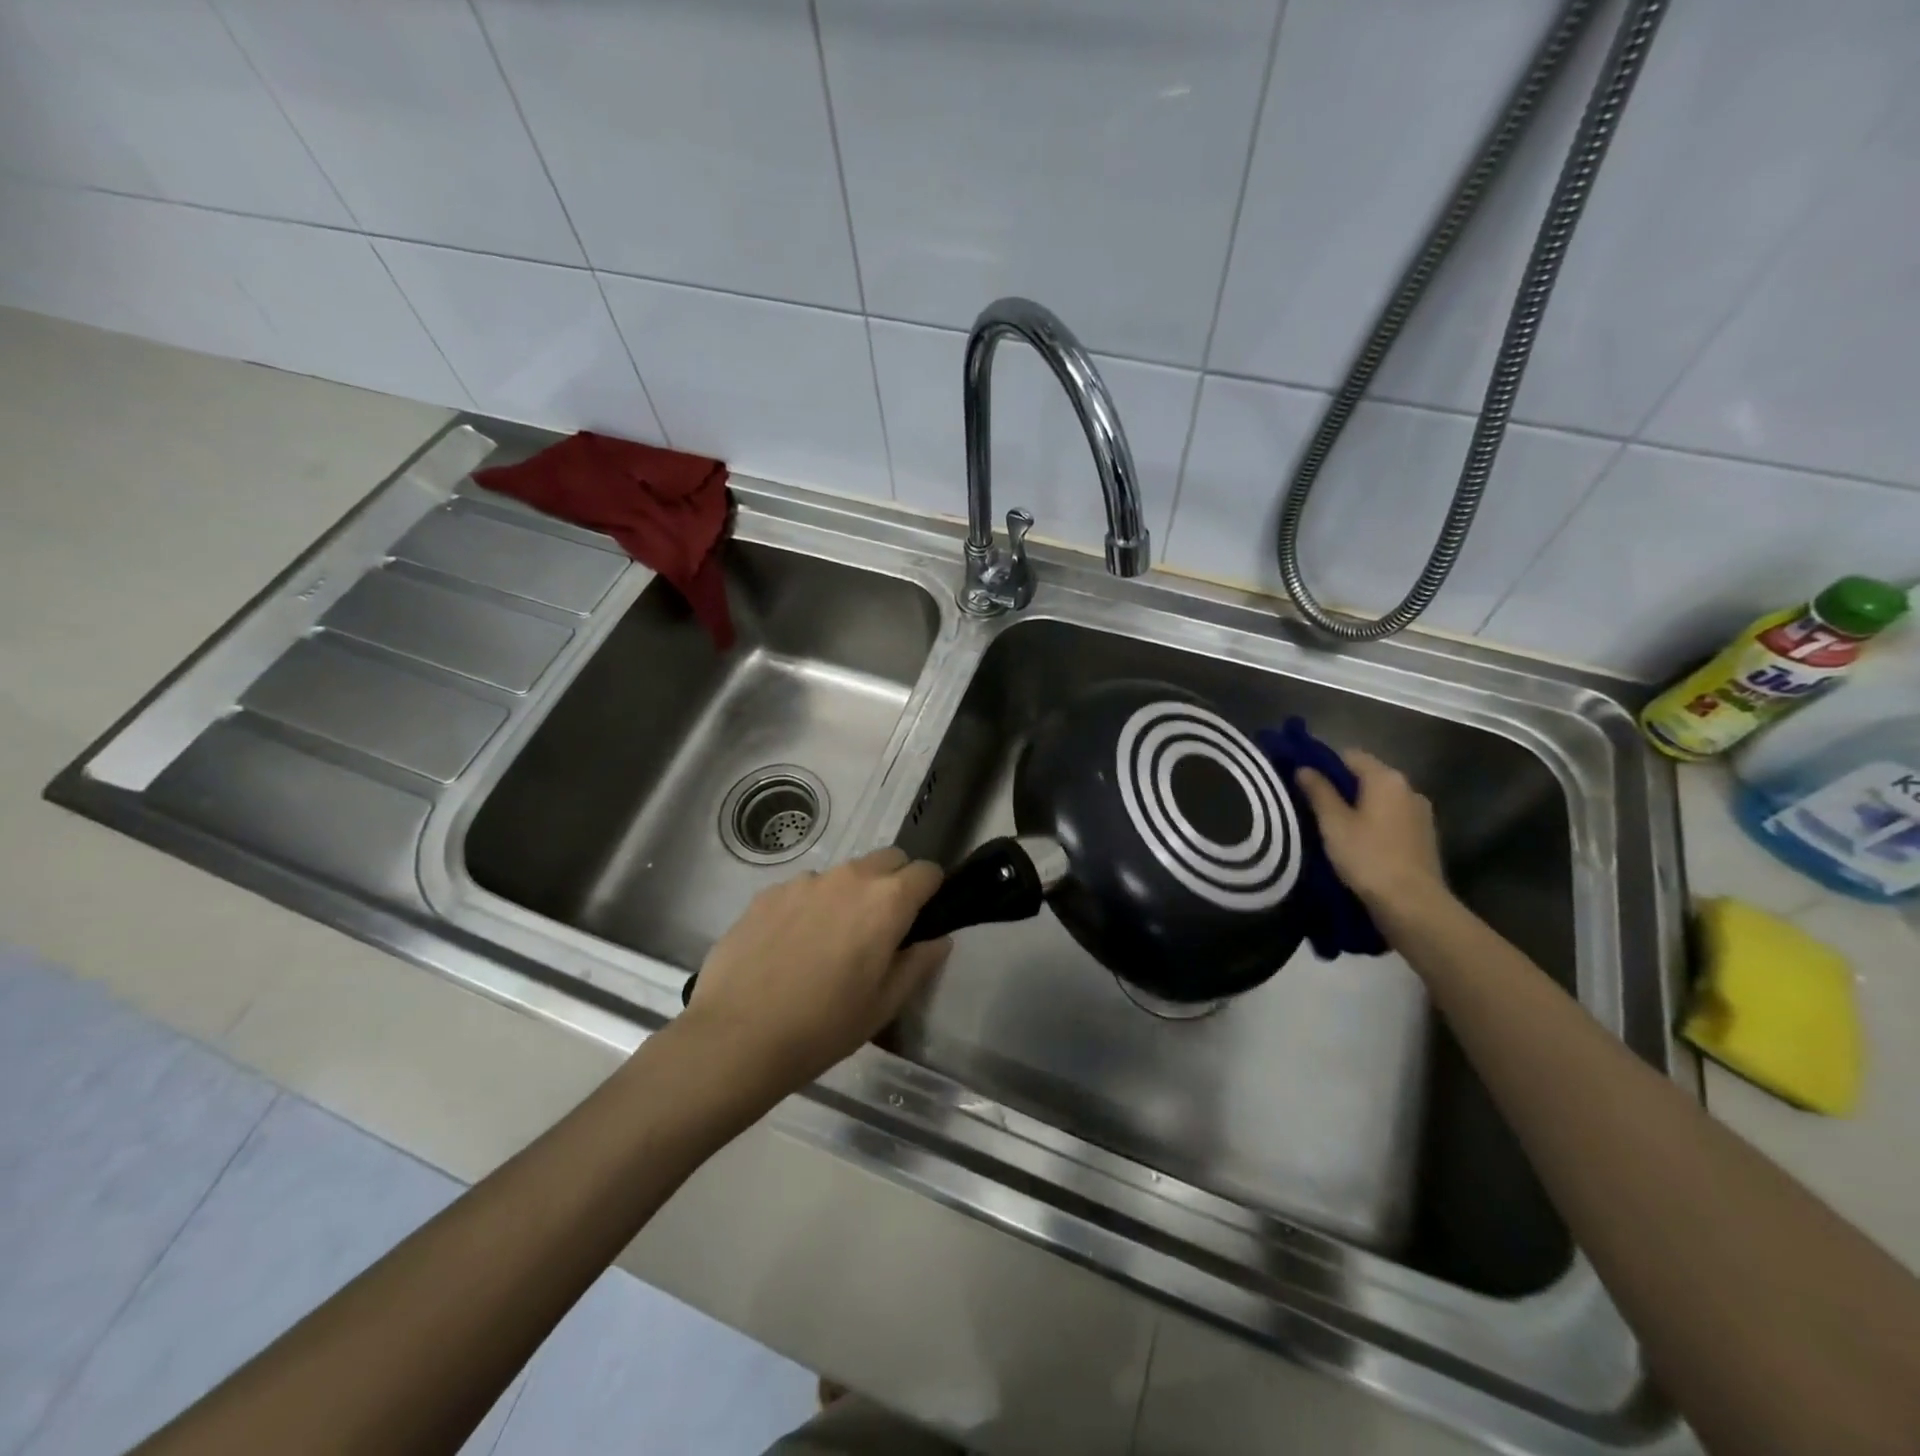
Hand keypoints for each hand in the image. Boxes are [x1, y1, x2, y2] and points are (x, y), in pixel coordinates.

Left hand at [679, 848, 949, 1090]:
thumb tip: (938, 939)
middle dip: (895, 882)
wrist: (736, 1037)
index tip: (923, 917)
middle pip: (887, 859)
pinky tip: (790, 948)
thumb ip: (919, 964)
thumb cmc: (823, 1026)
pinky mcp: (768, 893)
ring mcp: (804, 881)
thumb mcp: (884, 1005)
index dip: (931, 891)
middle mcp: (848, 878)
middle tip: (881, 928)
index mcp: (886, 902)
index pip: (926, 871)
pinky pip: (803, 889)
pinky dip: (809, 907)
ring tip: (828, 942)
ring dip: (849, 895)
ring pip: (843, 874)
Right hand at [1295, 749, 1449, 920]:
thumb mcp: (1334, 823)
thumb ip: (1318, 791)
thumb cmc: (1368, 857)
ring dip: (1358, 807)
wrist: (1413, 904)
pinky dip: (1374, 823)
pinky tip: (1359, 843)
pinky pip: (1392, 819)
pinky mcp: (1424, 837)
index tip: (1303, 781)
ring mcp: (1420, 813)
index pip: (1350, 755)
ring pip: (1380, 799)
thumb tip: (1304, 768)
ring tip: (1333, 827)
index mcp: (1386, 779)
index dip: (1324, 764)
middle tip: (1312, 806)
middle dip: (1341, 787)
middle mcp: (1409, 789)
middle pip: (1367, 776)